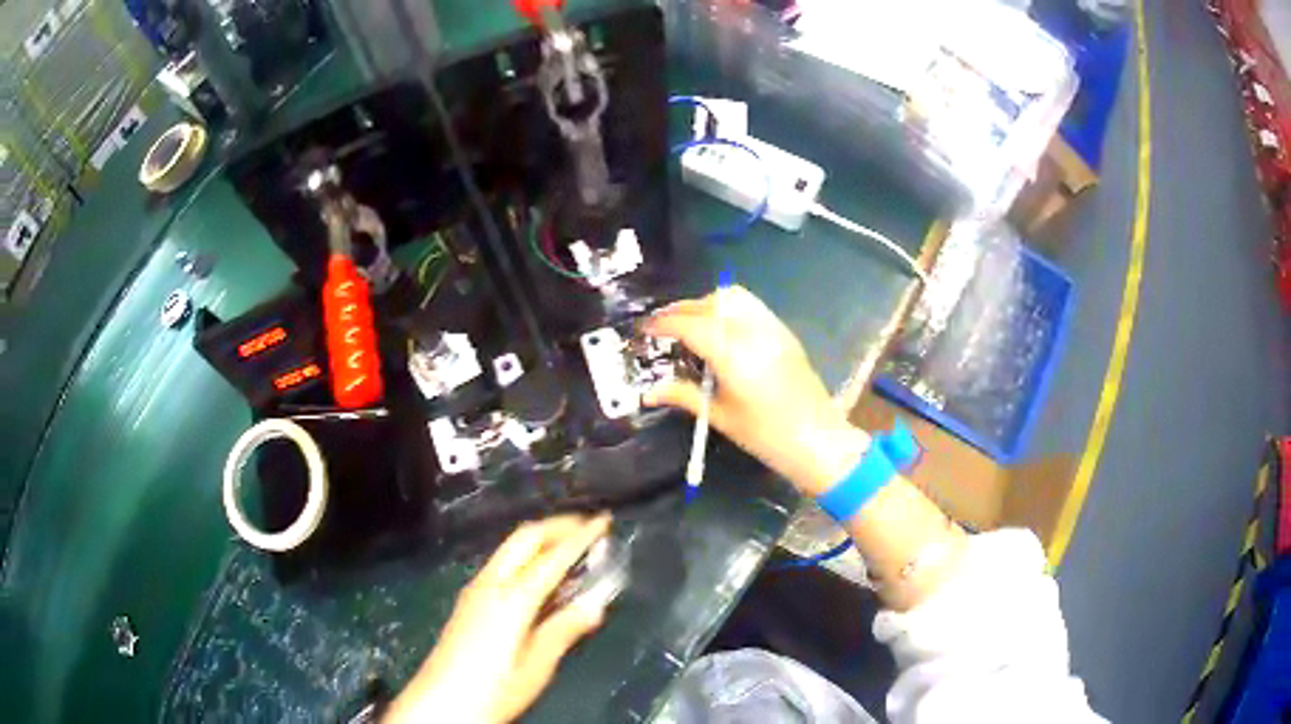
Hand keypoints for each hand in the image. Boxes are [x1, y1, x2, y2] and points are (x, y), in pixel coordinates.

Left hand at [386, 514, 611, 723]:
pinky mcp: (469, 601)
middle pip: (525, 538)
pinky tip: (540, 576)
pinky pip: (502, 564)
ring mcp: (475, 590)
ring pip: (510, 548)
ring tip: (569, 546)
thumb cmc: (494, 689)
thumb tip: (597, 604)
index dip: (581, 537)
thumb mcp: (536, 666)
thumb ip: (564, 631)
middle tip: (587, 527)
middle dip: (557, 526)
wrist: (441, 702)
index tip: (603, 521)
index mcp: (512, 599)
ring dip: (541, 540)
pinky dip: (527, 557)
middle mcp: (491, 584)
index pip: (553, 557)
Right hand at [643, 286, 868, 495]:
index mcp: (734, 355)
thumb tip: (649, 392)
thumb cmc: (766, 435)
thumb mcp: (720, 417)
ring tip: (690, 326)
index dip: (662, 323)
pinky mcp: (783, 332)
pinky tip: (719, 332)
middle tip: (662, 329)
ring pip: (733, 297)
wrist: (818, 439)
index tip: (643, 329)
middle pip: (710, 303)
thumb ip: (684, 396)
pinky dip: (727, 309)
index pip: (690, 325)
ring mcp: (772, 328)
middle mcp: (753, 332)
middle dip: (681, 310)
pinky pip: (750, 306)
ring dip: (705, 304)